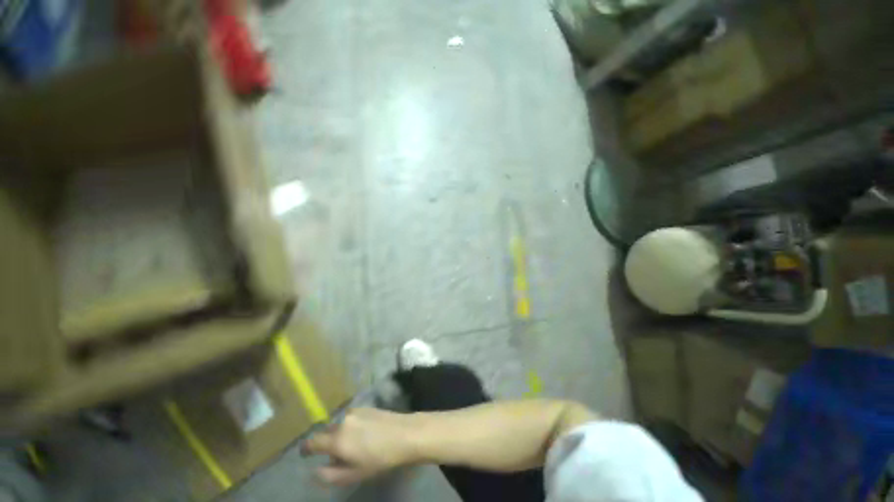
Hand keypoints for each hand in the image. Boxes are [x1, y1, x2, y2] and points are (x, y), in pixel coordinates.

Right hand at [301, 408, 418, 485]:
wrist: (404, 434)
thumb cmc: (379, 458)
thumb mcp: (353, 474)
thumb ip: (330, 474)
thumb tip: (316, 470)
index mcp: (337, 439)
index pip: (313, 441)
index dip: (307, 449)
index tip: (305, 454)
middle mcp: (343, 421)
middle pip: (327, 432)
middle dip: (327, 443)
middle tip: (338, 455)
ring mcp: (355, 411)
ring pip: (339, 424)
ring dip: (340, 433)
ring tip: (354, 445)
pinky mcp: (367, 406)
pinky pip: (351, 417)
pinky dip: (351, 425)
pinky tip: (364, 434)